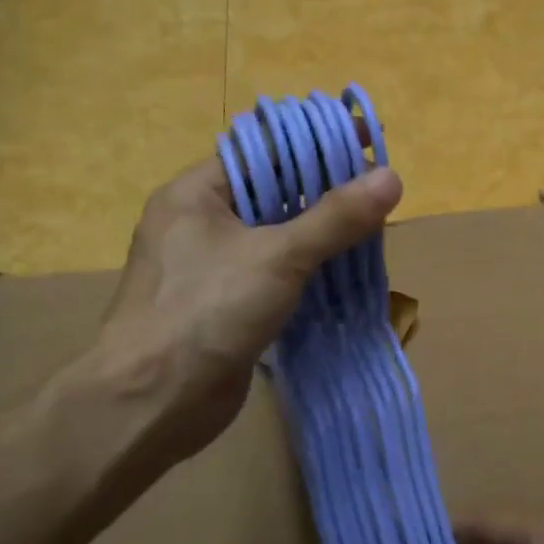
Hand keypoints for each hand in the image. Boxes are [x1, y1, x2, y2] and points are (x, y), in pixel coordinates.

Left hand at [95, 156, 401, 462]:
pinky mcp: (224, 306)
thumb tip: (392, 177)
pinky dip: (306, 271)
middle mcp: (199, 223)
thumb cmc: (206, 311)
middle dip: (324, 190)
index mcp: (196, 194)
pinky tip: (344, 272)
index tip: (366, 141)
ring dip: (319, 233)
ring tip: (373, 227)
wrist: (152, 403)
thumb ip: (335, 218)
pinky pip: (272, 274)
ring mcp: (210, 268)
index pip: (262, 150)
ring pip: (275, 236)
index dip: (315, 143)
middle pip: (271, 192)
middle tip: (379, 189)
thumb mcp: (277, 256)